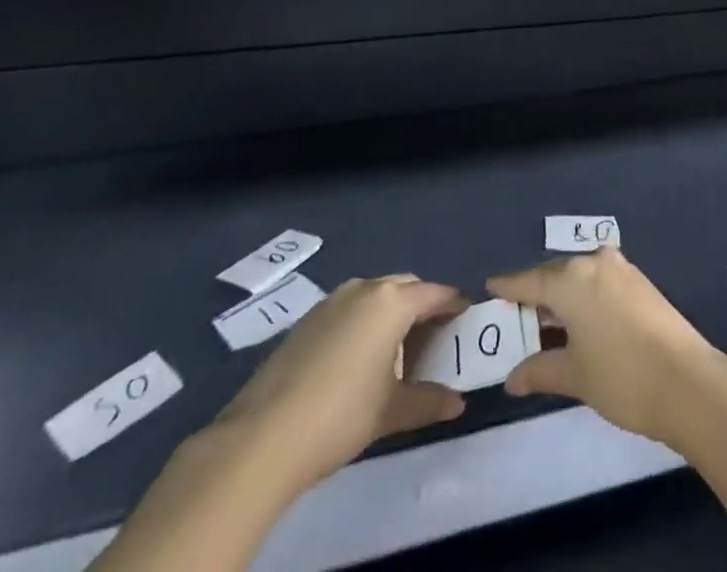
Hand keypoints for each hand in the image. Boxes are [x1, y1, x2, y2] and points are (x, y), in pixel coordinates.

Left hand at [215, 274, 469, 496]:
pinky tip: (358, 360)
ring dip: (391, 314)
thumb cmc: (340, 415)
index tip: (465, 321)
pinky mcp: (306, 321)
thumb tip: (457, 403)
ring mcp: (331, 302)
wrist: (261, 438)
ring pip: (375, 296)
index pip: (436, 294)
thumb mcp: (391, 411)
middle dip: (423, 307)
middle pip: (406, 288)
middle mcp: (365, 289)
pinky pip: (349, 309)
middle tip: (433, 341)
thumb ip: (429, 401)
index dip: (454, 306)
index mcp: (392, 302)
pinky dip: (364, 323)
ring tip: (396, 352)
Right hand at [488, 249, 726, 448]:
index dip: (508, 288)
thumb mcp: (573, 376)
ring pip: (580, 278)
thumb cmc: (620, 375)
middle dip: (536, 294)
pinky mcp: (640, 282)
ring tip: (545, 323)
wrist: (685, 380)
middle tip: (516, 315)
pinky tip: (578, 322)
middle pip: (555, 276)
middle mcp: (595, 263)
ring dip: (562, 297)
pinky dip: (584, 298)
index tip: (490, 287)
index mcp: (571, 279)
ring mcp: (621, 270)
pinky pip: (599, 282)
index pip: (530, 281)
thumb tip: (512, 378)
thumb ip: (540, 370)